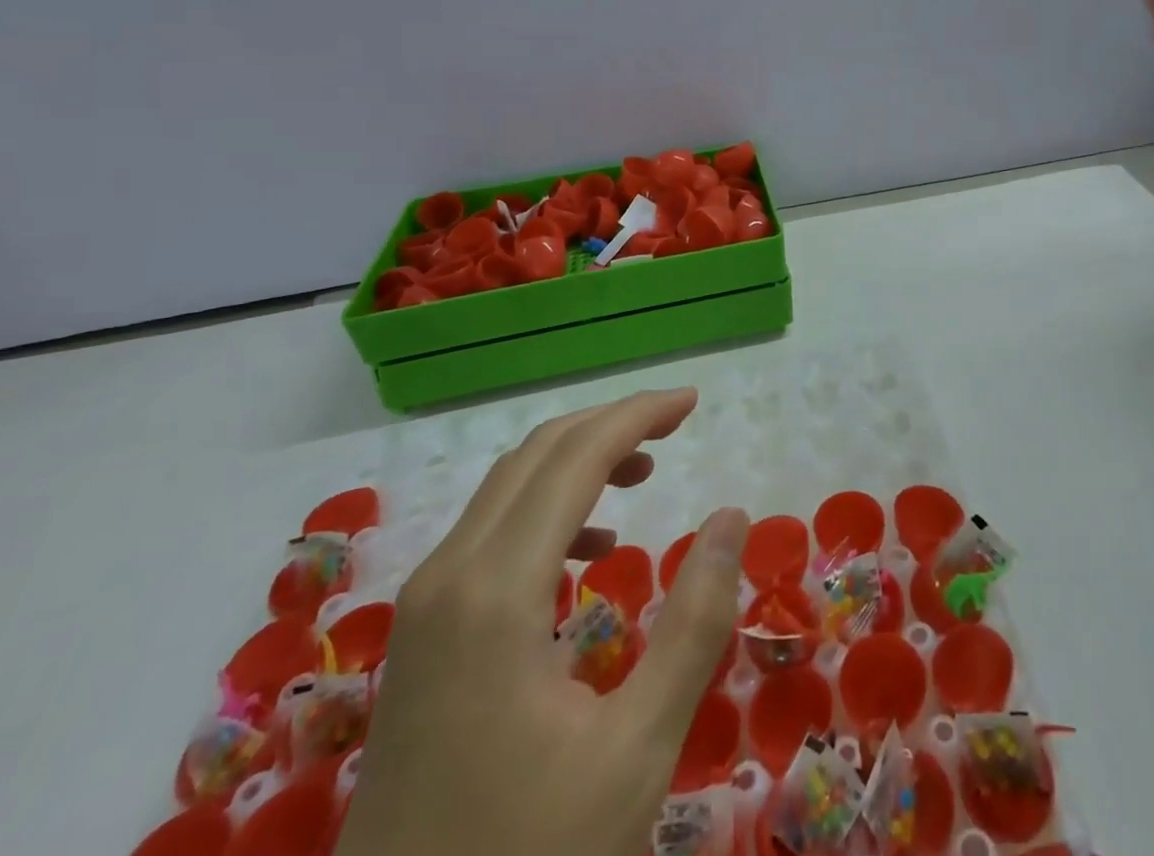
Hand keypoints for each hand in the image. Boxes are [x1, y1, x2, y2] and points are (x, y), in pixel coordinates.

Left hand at [335, 388, 746, 855]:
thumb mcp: (636, 750)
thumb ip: (694, 623)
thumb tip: (732, 517)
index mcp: (497, 590)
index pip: (576, 456)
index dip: (638, 415)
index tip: (693, 403)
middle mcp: (449, 575)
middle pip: (537, 454)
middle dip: (611, 423)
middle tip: (677, 422)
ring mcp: (425, 605)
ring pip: (507, 487)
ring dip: (577, 461)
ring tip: (643, 473)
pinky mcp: (421, 635)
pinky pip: (490, 532)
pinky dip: (547, 509)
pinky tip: (589, 552)